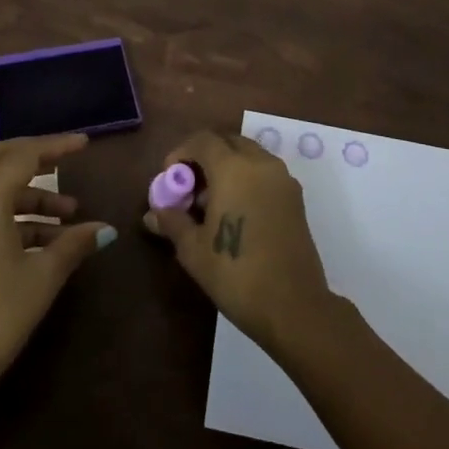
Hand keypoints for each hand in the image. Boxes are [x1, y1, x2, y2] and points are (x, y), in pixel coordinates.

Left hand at [0, 133, 114, 420]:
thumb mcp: (42, 278)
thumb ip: (73, 244)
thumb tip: (105, 229)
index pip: (23, 155)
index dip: (56, 146)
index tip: (85, 144)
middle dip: (34, 157)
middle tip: (66, 161)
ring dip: (27, 194)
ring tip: (68, 215)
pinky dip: (10, 214)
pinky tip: (43, 239)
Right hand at [142, 129, 335, 351]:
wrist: (294, 307)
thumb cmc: (236, 274)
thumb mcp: (193, 250)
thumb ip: (172, 222)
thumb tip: (153, 213)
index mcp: (233, 168)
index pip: (202, 140)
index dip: (181, 152)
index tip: (170, 177)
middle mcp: (261, 164)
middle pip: (227, 141)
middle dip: (205, 156)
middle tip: (190, 186)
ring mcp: (282, 179)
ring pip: (248, 155)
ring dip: (227, 165)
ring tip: (211, 202)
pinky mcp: (295, 198)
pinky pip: (264, 172)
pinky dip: (246, 177)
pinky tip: (235, 211)